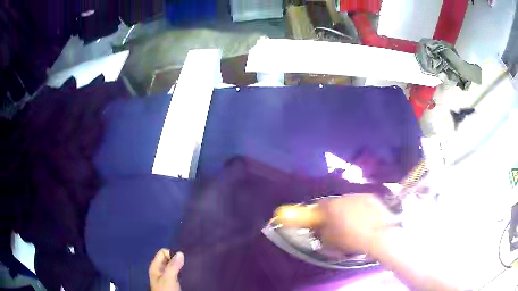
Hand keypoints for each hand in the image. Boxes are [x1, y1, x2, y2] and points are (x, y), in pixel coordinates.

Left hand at [149, 249, 183, 290]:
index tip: (182, 259)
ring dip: (180, 266)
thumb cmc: (166, 290)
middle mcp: (160, 269)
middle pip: (168, 259)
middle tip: (187, 263)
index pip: (163, 252)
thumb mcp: (169, 278)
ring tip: (189, 268)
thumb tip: (180, 253)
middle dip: (177, 260)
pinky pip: (177, 273)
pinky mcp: (172, 282)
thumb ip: (173, 266)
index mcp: (155, 266)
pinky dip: (182, 272)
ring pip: (173, 266)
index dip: (172, 254)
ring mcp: (165, 276)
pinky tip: (187, 274)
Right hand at [277, 194, 394, 253]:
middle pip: (334, 203)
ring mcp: (359, 195)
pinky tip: (364, 219)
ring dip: (347, 210)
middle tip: (335, 224)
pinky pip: (361, 202)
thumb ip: (321, 233)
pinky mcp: (372, 197)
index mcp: (332, 206)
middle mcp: (344, 197)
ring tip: (352, 223)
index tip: (317, 222)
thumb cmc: (351, 239)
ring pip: (348, 202)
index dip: (316, 214)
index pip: (318, 206)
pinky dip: (359, 209)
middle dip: (333, 212)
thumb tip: (318, 230)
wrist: (378, 235)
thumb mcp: (330, 241)